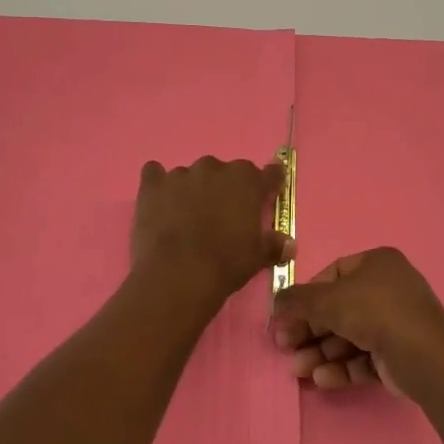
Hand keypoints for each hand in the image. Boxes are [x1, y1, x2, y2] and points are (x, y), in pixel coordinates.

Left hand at [130, 156, 289, 308]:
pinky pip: (155, 173)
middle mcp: (215, 168)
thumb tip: (289, 245)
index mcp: (246, 181)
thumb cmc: (226, 264)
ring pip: (191, 175)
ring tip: (186, 217)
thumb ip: (274, 245)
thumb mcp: (257, 257)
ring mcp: (181, 174)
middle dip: (225, 189)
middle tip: (222, 216)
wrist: (178, 274)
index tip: (268, 196)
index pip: (269, 174)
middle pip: (225, 172)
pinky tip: (158, 201)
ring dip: (192, 189)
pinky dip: (158, 184)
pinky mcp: (153, 185)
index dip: (270, 185)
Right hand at [271, 247, 443, 400]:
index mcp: (376, 264)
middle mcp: (388, 289)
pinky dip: (341, 367)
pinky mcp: (398, 355)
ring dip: (320, 352)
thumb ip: (297, 300)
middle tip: (285, 347)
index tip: (286, 316)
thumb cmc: (373, 312)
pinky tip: (322, 379)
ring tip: (298, 370)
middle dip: (309, 330)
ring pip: (349, 337)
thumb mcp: (328, 300)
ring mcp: (396, 323)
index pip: (332, 275)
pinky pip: (363, 357)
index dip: (307, 296)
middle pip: (338, 309)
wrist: (423, 355)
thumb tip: (276, 303)